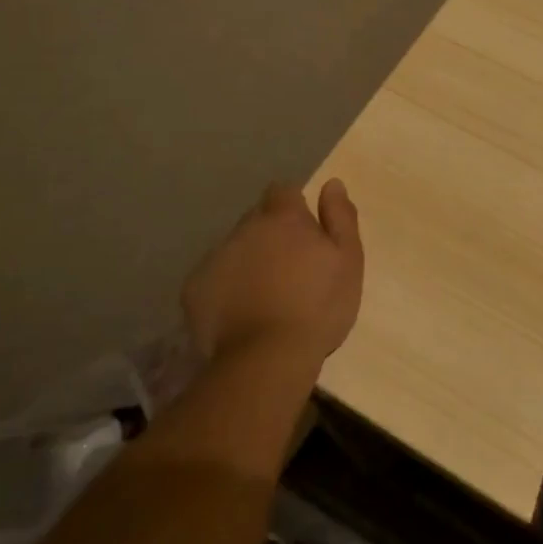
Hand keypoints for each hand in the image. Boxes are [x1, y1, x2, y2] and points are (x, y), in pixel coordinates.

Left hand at [182, 180, 363, 369]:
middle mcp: (245, 229)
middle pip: (257, 219)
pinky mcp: (194, 289)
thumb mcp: (348, 260)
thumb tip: (332, 184)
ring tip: (265, 295)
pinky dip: (226, 287)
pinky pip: (213, 277)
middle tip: (289, 268)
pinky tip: (241, 313)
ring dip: (248, 260)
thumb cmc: (318, 306)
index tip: (305, 231)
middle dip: (270, 234)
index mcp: (283, 218)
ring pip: (234, 248)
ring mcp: (215, 258)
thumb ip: (341, 217)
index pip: (283, 191)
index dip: (293, 207)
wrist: (267, 358)